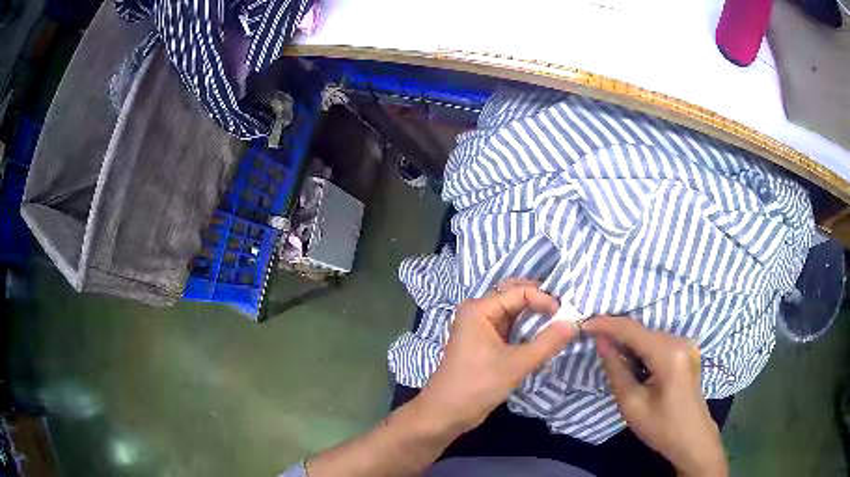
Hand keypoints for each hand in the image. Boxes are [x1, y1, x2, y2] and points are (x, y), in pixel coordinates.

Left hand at [418, 278, 579, 432]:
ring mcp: (480, 328)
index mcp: (479, 309)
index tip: (566, 316)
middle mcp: (478, 312)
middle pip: (514, 296)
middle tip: (565, 313)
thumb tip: (575, 323)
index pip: (520, 292)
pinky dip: (526, 330)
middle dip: (540, 302)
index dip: (545, 300)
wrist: (445, 413)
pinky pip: (509, 328)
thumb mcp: (516, 364)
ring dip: (534, 316)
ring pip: (513, 312)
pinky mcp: (483, 343)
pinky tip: (543, 336)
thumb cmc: (477, 386)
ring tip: (559, 323)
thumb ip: (547, 342)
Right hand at [584, 317, 727, 476]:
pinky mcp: (686, 352)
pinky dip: (640, 349)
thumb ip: (616, 369)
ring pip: (649, 336)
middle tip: (590, 338)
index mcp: (669, 354)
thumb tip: (601, 341)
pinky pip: (658, 343)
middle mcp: (680, 341)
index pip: (632, 330)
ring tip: (606, 351)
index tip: (583, 323)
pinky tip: (629, 361)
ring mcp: (685, 345)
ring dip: (628, 342)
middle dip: (616, 333)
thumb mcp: (632, 404)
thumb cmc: (661, 427)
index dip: (606, 324)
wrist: (692, 439)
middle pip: (642, 331)